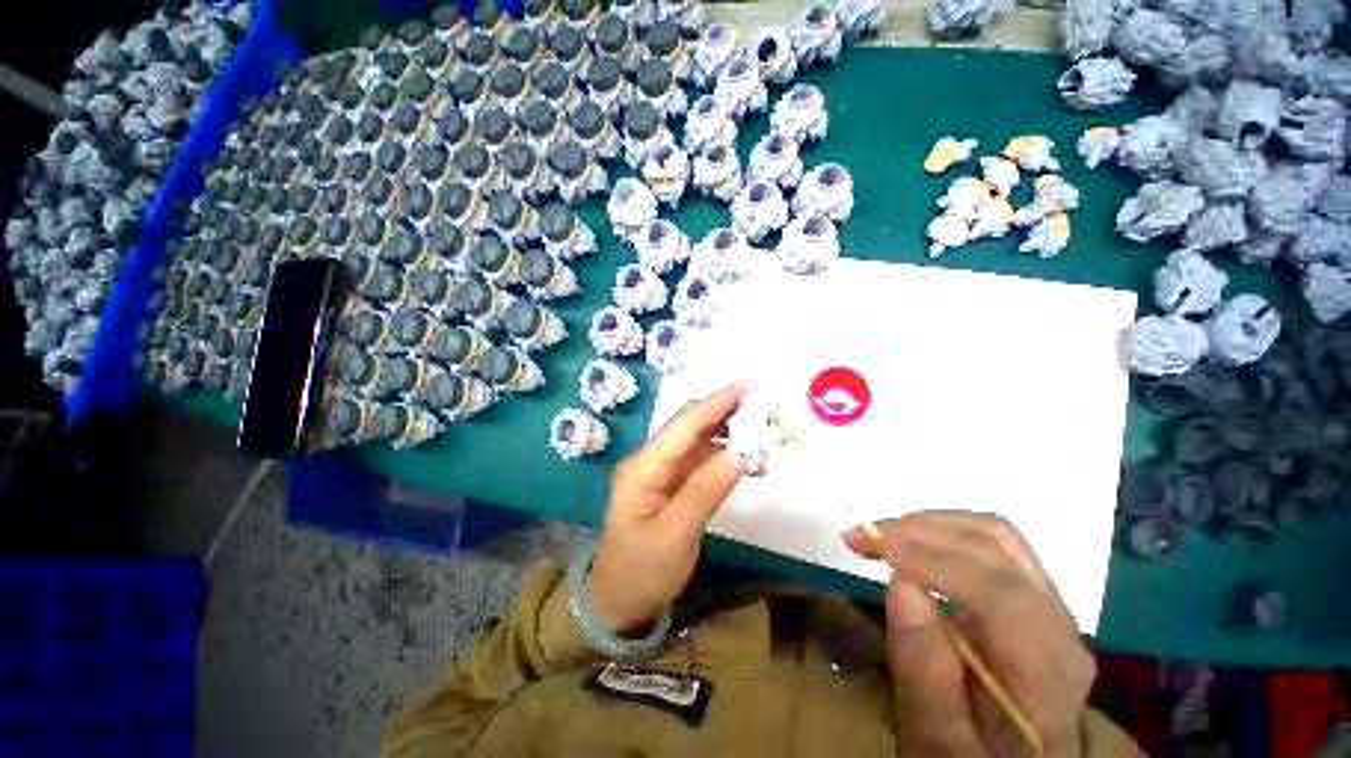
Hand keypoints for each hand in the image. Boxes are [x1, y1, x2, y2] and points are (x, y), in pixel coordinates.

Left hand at [587, 381, 753, 633]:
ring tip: (764, 432)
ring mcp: (663, 472)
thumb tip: (741, 452)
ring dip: (731, 434)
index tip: (753, 385)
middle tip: (765, 403)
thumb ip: (705, 490)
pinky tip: (750, 463)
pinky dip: (727, 458)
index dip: (718, 402)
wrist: (617, 604)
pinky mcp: (674, 485)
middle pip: (692, 425)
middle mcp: (653, 461)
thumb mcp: (673, 536)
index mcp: (644, 466)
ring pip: (700, 441)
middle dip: (726, 410)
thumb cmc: (640, 572)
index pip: (686, 424)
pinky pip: (704, 462)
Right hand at [844, 512, 1094, 756]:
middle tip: (862, 536)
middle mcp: (1058, 625)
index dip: (933, 560)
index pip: (1000, 594)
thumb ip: (926, 674)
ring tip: (878, 534)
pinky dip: (939, 533)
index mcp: (1047, 673)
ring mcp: (1046, 605)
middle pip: (996, 546)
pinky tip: (908, 544)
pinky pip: (986, 545)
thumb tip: (900, 583)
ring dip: (928, 524)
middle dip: (920, 529)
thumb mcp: (942, 745)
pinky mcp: (1026, 597)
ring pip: (992, 534)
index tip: (873, 547)